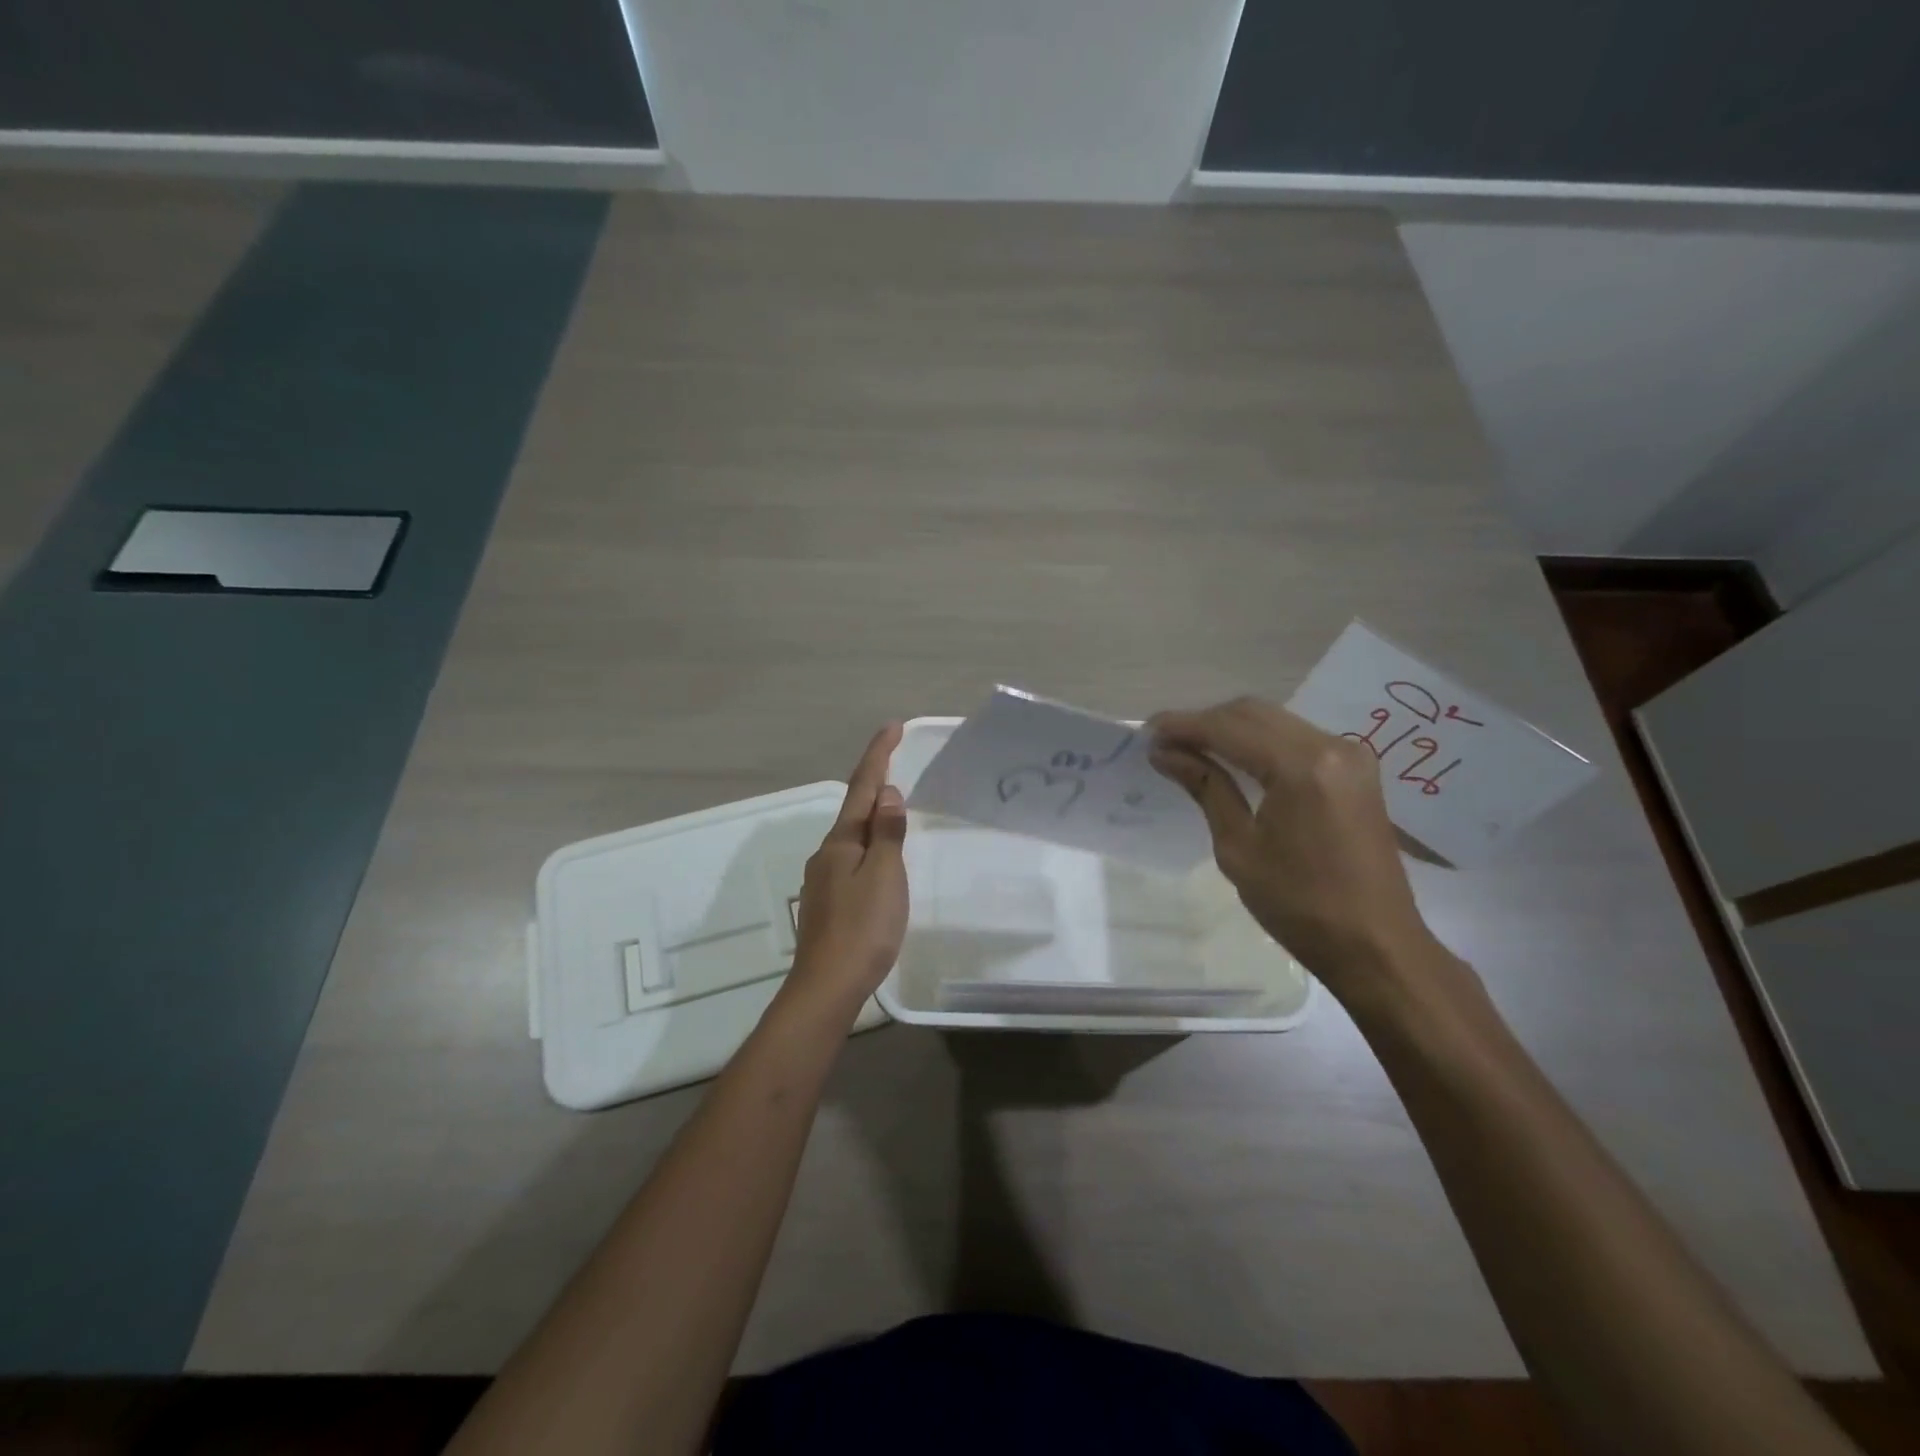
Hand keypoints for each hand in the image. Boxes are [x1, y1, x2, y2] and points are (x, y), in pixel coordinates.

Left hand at [790, 723, 909, 1007]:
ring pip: (853, 834)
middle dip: (874, 779)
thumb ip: (887, 834)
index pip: (863, 787)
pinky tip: (880, 857)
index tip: (892, 726)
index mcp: (842, 841)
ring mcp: (825, 878)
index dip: (878, 755)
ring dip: (872, 812)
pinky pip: (853, 857)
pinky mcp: (829, 901)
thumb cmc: (863, 928)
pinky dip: (870, 843)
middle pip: (854, 807)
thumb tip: (887, 794)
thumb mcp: (885, 876)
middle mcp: (828, 853)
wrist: (827, 985)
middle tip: (896, 757)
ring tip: (894, 803)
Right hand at [1150, 697, 1448, 1006]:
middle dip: (1205, 721)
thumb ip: (1206, 788)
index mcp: (1301, 768)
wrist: (1376, 945)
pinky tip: (1232, 758)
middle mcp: (1331, 746)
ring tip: (1190, 748)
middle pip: (1253, 713)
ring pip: (1275, 720)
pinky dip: (1259, 740)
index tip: (1146, 732)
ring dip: (1230, 728)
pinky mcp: (1356, 769)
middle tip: (1164, 740)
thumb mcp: (1238, 848)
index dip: (1184, 725)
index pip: (1229, 728)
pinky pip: (1296, 737)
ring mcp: (1350, 755)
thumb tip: (1165, 754)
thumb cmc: (1299, 905)